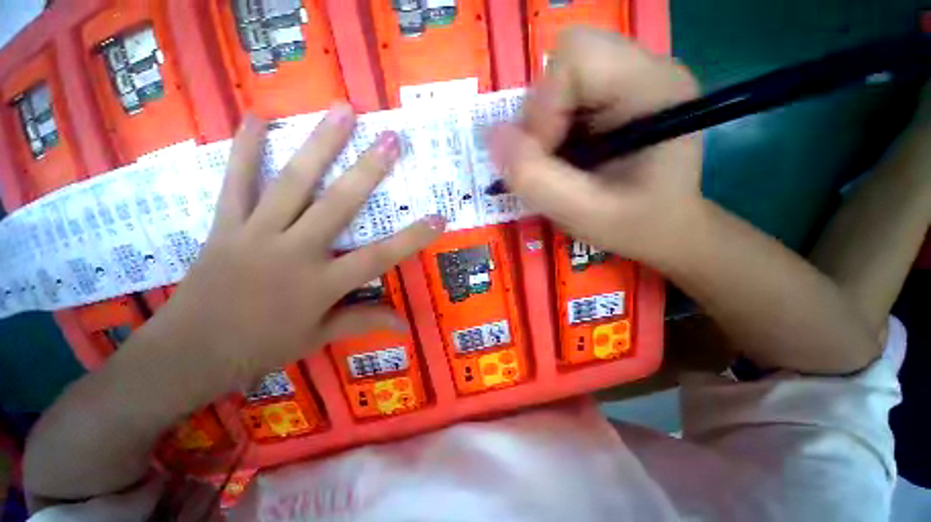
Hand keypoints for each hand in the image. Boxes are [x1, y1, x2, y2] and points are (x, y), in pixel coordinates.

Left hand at [146, 106, 444, 387]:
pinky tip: (256, 118)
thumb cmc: (262, 348)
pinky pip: (236, 182)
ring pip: (292, 183)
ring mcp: (256, 234)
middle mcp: (294, 252)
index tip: (438, 217)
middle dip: (368, 171)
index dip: (412, 238)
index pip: (379, 258)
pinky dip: (245, 149)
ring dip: (319, 145)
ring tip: (341, 111)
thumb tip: (406, 325)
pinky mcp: (225, 225)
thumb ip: (365, 322)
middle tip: (390, 139)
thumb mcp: (319, 338)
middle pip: (337, 206)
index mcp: (321, 285)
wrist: (189, 353)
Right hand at [490, 28, 701, 264]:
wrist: (662, 228)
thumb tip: (494, 137)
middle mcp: (642, 69)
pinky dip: (546, 132)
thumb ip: (536, 179)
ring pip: (554, 82)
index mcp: (652, 86)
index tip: (546, 155)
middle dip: (539, 118)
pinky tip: (564, 158)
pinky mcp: (608, 97)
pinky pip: (556, 100)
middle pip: (561, 65)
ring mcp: (625, 80)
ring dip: (540, 129)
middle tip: (550, 161)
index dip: (545, 107)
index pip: (575, 57)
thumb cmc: (634, 225)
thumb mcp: (584, 214)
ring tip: (560, 165)